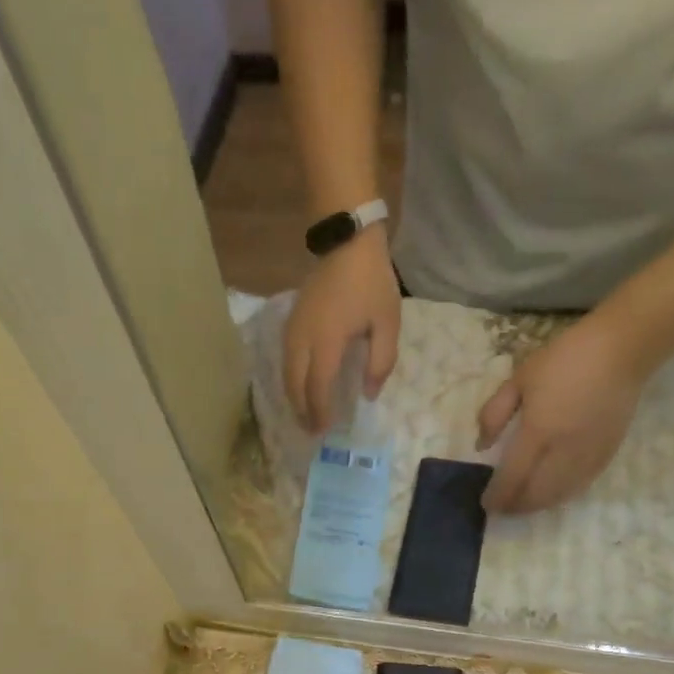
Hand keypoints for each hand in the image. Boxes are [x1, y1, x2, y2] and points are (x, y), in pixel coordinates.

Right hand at [285, 227, 401, 433]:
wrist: (347, 242)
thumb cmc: (371, 284)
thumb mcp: (387, 323)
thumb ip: (380, 362)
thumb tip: (368, 394)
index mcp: (327, 341)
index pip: (318, 386)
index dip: (320, 411)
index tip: (324, 430)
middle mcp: (303, 339)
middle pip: (295, 384)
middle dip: (302, 410)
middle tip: (311, 430)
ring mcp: (293, 329)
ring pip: (286, 373)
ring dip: (294, 397)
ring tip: (305, 414)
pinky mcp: (290, 321)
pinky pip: (285, 359)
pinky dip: (291, 379)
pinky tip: (300, 386)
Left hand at [477, 312, 646, 514]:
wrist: (620, 350)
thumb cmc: (563, 359)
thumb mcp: (518, 379)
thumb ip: (494, 413)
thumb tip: (481, 445)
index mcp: (538, 432)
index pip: (513, 476)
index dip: (499, 495)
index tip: (487, 504)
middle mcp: (564, 450)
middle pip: (537, 493)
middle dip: (517, 506)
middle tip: (503, 510)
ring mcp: (588, 454)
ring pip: (560, 494)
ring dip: (539, 505)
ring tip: (523, 507)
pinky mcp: (607, 452)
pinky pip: (582, 484)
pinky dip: (563, 495)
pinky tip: (553, 495)